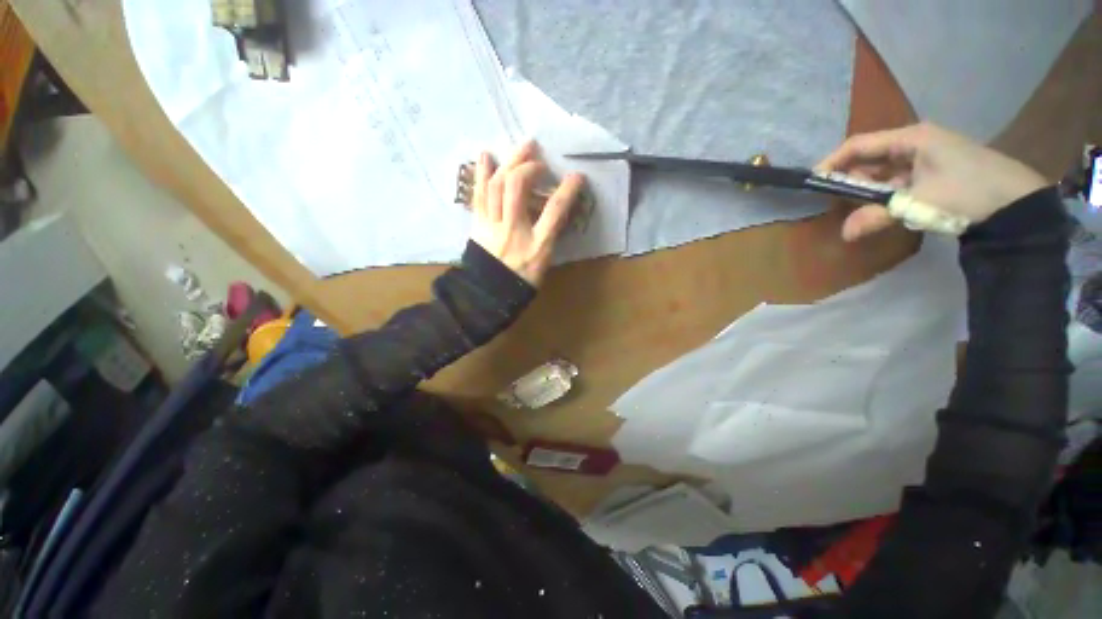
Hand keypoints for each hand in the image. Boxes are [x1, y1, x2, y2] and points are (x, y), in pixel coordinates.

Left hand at [470, 141, 584, 285]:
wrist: (490, 293)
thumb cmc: (522, 280)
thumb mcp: (545, 261)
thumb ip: (550, 235)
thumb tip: (556, 210)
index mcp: (536, 244)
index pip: (555, 211)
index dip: (567, 190)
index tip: (577, 176)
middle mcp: (514, 230)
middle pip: (517, 188)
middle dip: (529, 167)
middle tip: (539, 159)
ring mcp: (492, 226)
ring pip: (496, 186)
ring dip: (509, 162)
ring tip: (521, 148)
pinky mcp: (478, 224)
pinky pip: (478, 195)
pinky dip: (481, 173)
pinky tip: (485, 155)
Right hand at [818, 123, 1047, 240]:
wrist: (1018, 204)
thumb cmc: (970, 192)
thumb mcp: (921, 203)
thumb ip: (878, 215)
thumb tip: (844, 233)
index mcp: (911, 138)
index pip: (859, 144)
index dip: (833, 162)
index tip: (815, 182)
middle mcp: (915, 143)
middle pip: (870, 157)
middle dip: (851, 179)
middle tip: (835, 202)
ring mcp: (925, 158)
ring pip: (883, 172)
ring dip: (868, 191)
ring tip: (857, 211)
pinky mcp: (933, 173)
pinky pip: (898, 182)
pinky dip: (886, 196)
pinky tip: (882, 210)